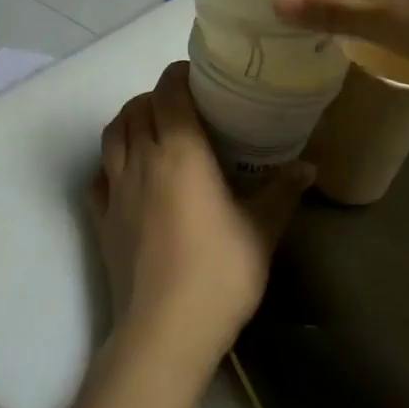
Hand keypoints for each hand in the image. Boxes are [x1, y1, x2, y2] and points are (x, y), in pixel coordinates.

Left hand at [93, 62, 307, 372]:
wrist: (164, 332)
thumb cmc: (219, 272)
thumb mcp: (262, 230)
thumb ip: (283, 190)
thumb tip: (310, 165)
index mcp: (180, 151)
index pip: (168, 92)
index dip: (179, 75)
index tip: (198, 76)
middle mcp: (142, 160)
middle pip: (136, 107)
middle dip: (156, 96)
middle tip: (183, 105)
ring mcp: (115, 190)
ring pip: (111, 135)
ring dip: (129, 121)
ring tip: (153, 129)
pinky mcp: (100, 220)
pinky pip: (98, 175)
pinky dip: (110, 162)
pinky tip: (128, 174)